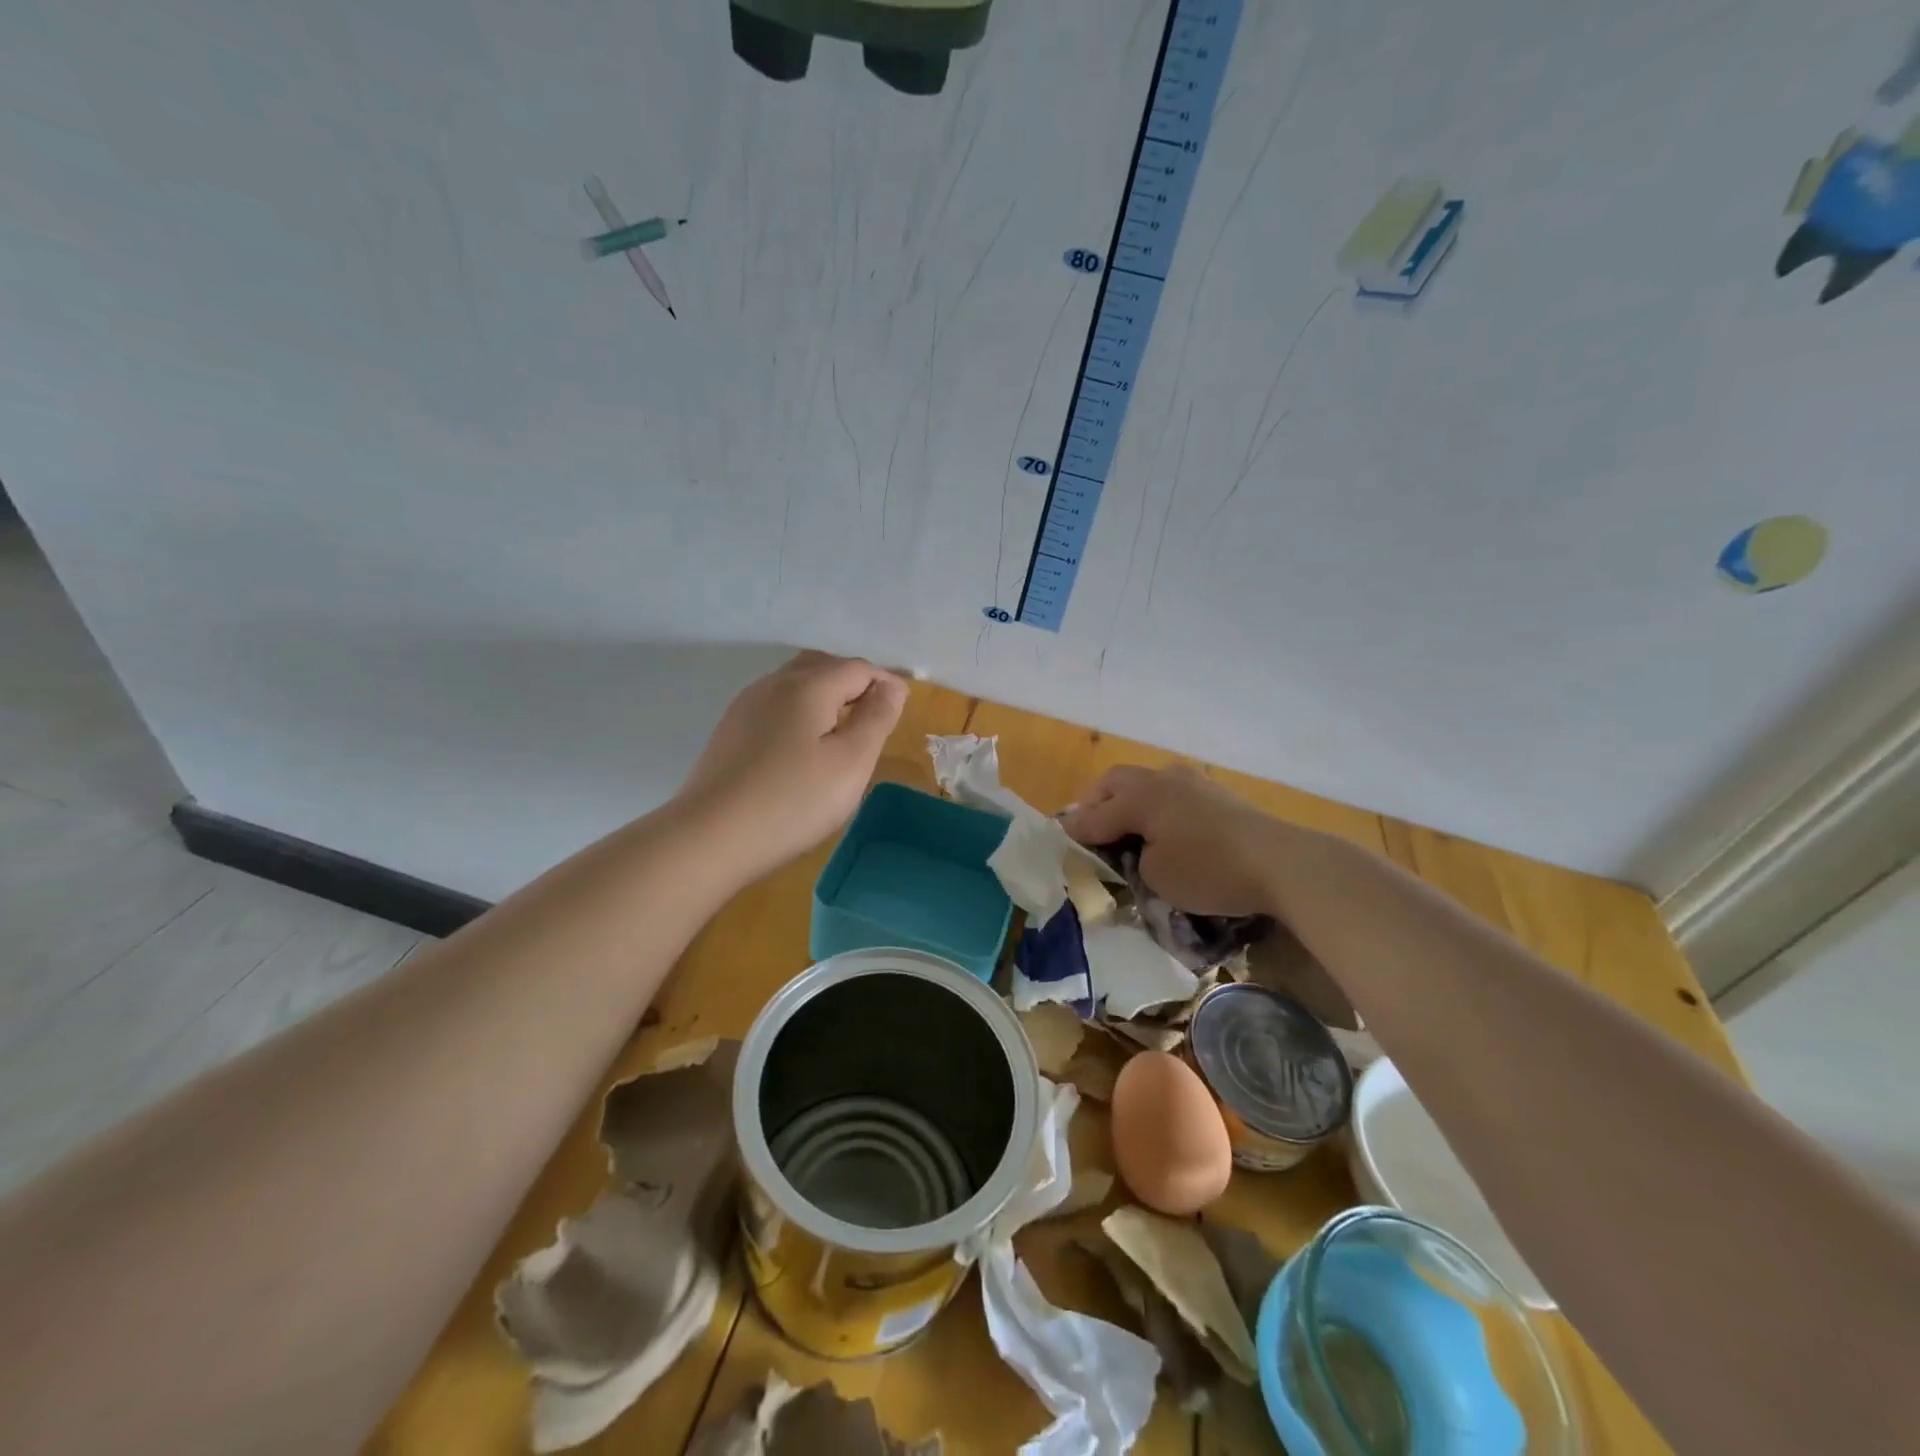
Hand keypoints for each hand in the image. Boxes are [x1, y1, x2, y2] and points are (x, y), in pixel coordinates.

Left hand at [676, 651, 906, 880]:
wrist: (710, 836)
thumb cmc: (793, 801)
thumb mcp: (851, 763)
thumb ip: (876, 719)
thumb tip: (891, 687)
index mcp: (808, 686)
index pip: (858, 668)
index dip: (886, 684)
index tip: (902, 710)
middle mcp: (774, 684)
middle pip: (823, 666)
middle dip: (854, 683)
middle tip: (875, 715)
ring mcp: (747, 706)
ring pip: (796, 684)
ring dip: (826, 696)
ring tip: (842, 729)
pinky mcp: (731, 730)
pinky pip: (776, 705)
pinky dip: (801, 712)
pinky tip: (803, 745)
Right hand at [1059, 764, 1284, 917]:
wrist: (1281, 863)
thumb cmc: (1210, 870)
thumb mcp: (1158, 876)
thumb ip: (1131, 858)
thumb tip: (1129, 848)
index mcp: (1140, 796)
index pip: (1094, 814)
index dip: (1074, 830)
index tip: (1058, 841)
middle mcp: (1161, 779)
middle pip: (1115, 782)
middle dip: (1096, 802)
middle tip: (1087, 827)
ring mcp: (1191, 782)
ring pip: (1144, 781)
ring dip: (1126, 799)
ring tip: (1123, 825)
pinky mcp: (1215, 793)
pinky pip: (1169, 791)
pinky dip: (1154, 805)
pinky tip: (1160, 826)